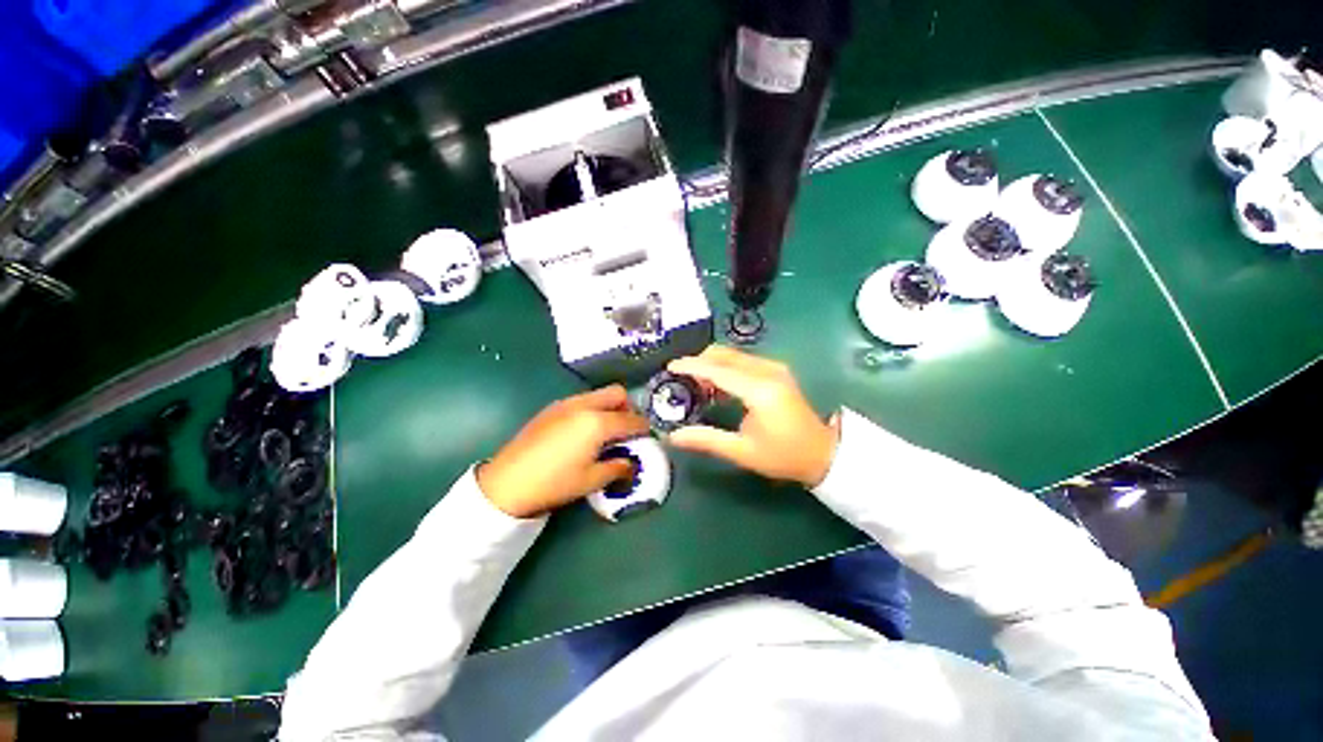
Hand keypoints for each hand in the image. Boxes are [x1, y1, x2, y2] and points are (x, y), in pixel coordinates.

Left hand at [478, 385, 649, 517]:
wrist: (507, 482)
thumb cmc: (554, 483)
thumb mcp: (592, 480)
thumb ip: (618, 468)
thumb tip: (631, 465)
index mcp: (598, 423)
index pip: (631, 419)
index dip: (643, 426)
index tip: (647, 434)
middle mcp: (584, 406)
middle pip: (617, 394)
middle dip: (628, 407)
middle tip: (627, 429)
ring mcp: (566, 404)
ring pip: (598, 394)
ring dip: (609, 406)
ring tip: (605, 431)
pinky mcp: (552, 408)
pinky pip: (582, 400)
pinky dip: (592, 409)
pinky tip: (583, 431)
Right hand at [667, 346, 838, 487]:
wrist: (822, 452)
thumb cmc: (783, 456)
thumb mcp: (742, 451)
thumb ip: (706, 439)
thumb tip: (672, 436)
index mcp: (760, 391)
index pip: (718, 370)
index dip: (692, 366)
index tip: (670, 367)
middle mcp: (768, 371)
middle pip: (725, 355)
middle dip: (699, 362)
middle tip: (680, 380)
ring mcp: (775, 367)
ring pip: (733, 354)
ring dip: (712, 364)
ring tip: (696, 385)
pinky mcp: (777, 370)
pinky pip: (743, 360)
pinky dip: (725, 367)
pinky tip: (717, 386)